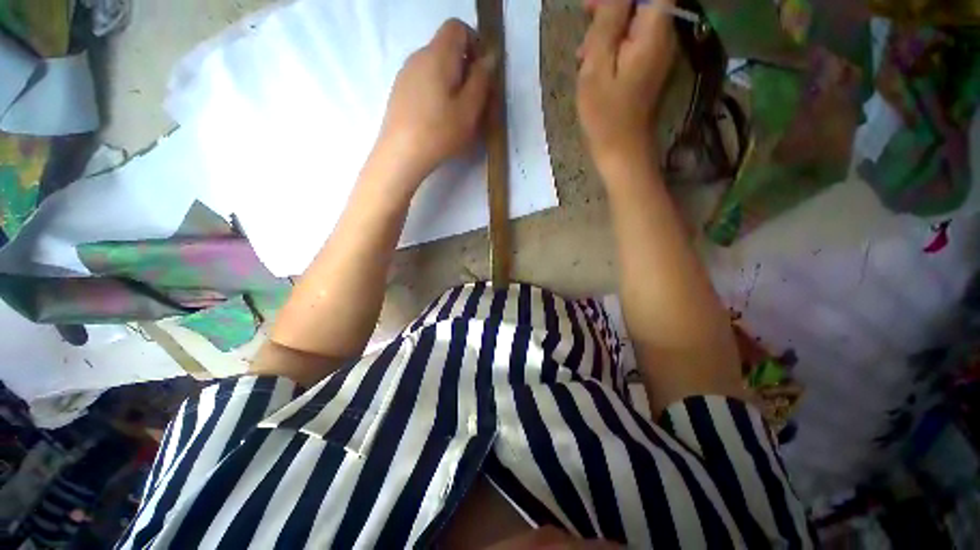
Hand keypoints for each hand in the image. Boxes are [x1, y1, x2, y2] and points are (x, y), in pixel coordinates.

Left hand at [376, 19, 495, 184]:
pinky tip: (438, 119)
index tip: (482, 73)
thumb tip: (488, 58)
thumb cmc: (440, 132)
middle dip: (465, 68)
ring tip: (457, 114)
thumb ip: (481, 80)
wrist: (401, 155)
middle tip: (474, 100)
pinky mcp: (399, 92)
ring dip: (451, 83)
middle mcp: (418, 57)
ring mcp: (405, 74)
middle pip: (446, 48)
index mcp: (438, 55)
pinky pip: (423, 82)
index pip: (457, 28)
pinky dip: (436, 92)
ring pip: (435, 67)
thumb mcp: (469, 109)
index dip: (475, 43)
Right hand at [577, 0, 676, 166]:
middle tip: (584, 31)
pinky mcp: (650, 67)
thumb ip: (608, 21)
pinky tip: (594, 63)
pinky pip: (634, 42)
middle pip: (642, 2)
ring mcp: (659, 53)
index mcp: (654, 30)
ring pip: (635, 22)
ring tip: (584, 54)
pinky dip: (614, 46)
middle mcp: (664, 35)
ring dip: (608, 30)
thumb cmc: (605, 114)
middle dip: (611, 9)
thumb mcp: (598, 65)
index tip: (592, 7)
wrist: (622, 150)